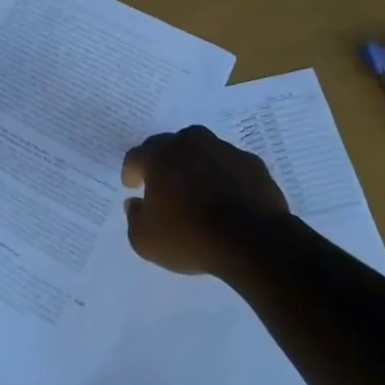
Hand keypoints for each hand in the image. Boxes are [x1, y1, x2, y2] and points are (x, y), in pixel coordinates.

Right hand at [121, 125, 290, 275]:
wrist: (253, 241)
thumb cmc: (191, 238)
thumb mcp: (146, 241)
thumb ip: (134, 219)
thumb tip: (135, 204)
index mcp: (160, 156)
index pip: (136, 156)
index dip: (131, 171)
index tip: (132, 186)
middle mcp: (190, 143)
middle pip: (169, 145)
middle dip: (162, 161)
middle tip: (162, 183)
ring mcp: (224, 150)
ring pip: (202, 149)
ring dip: (195, 164)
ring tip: (197, 187)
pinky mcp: (252, 163)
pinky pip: (230, 165)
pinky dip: (224, 175)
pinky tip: (226, 196)